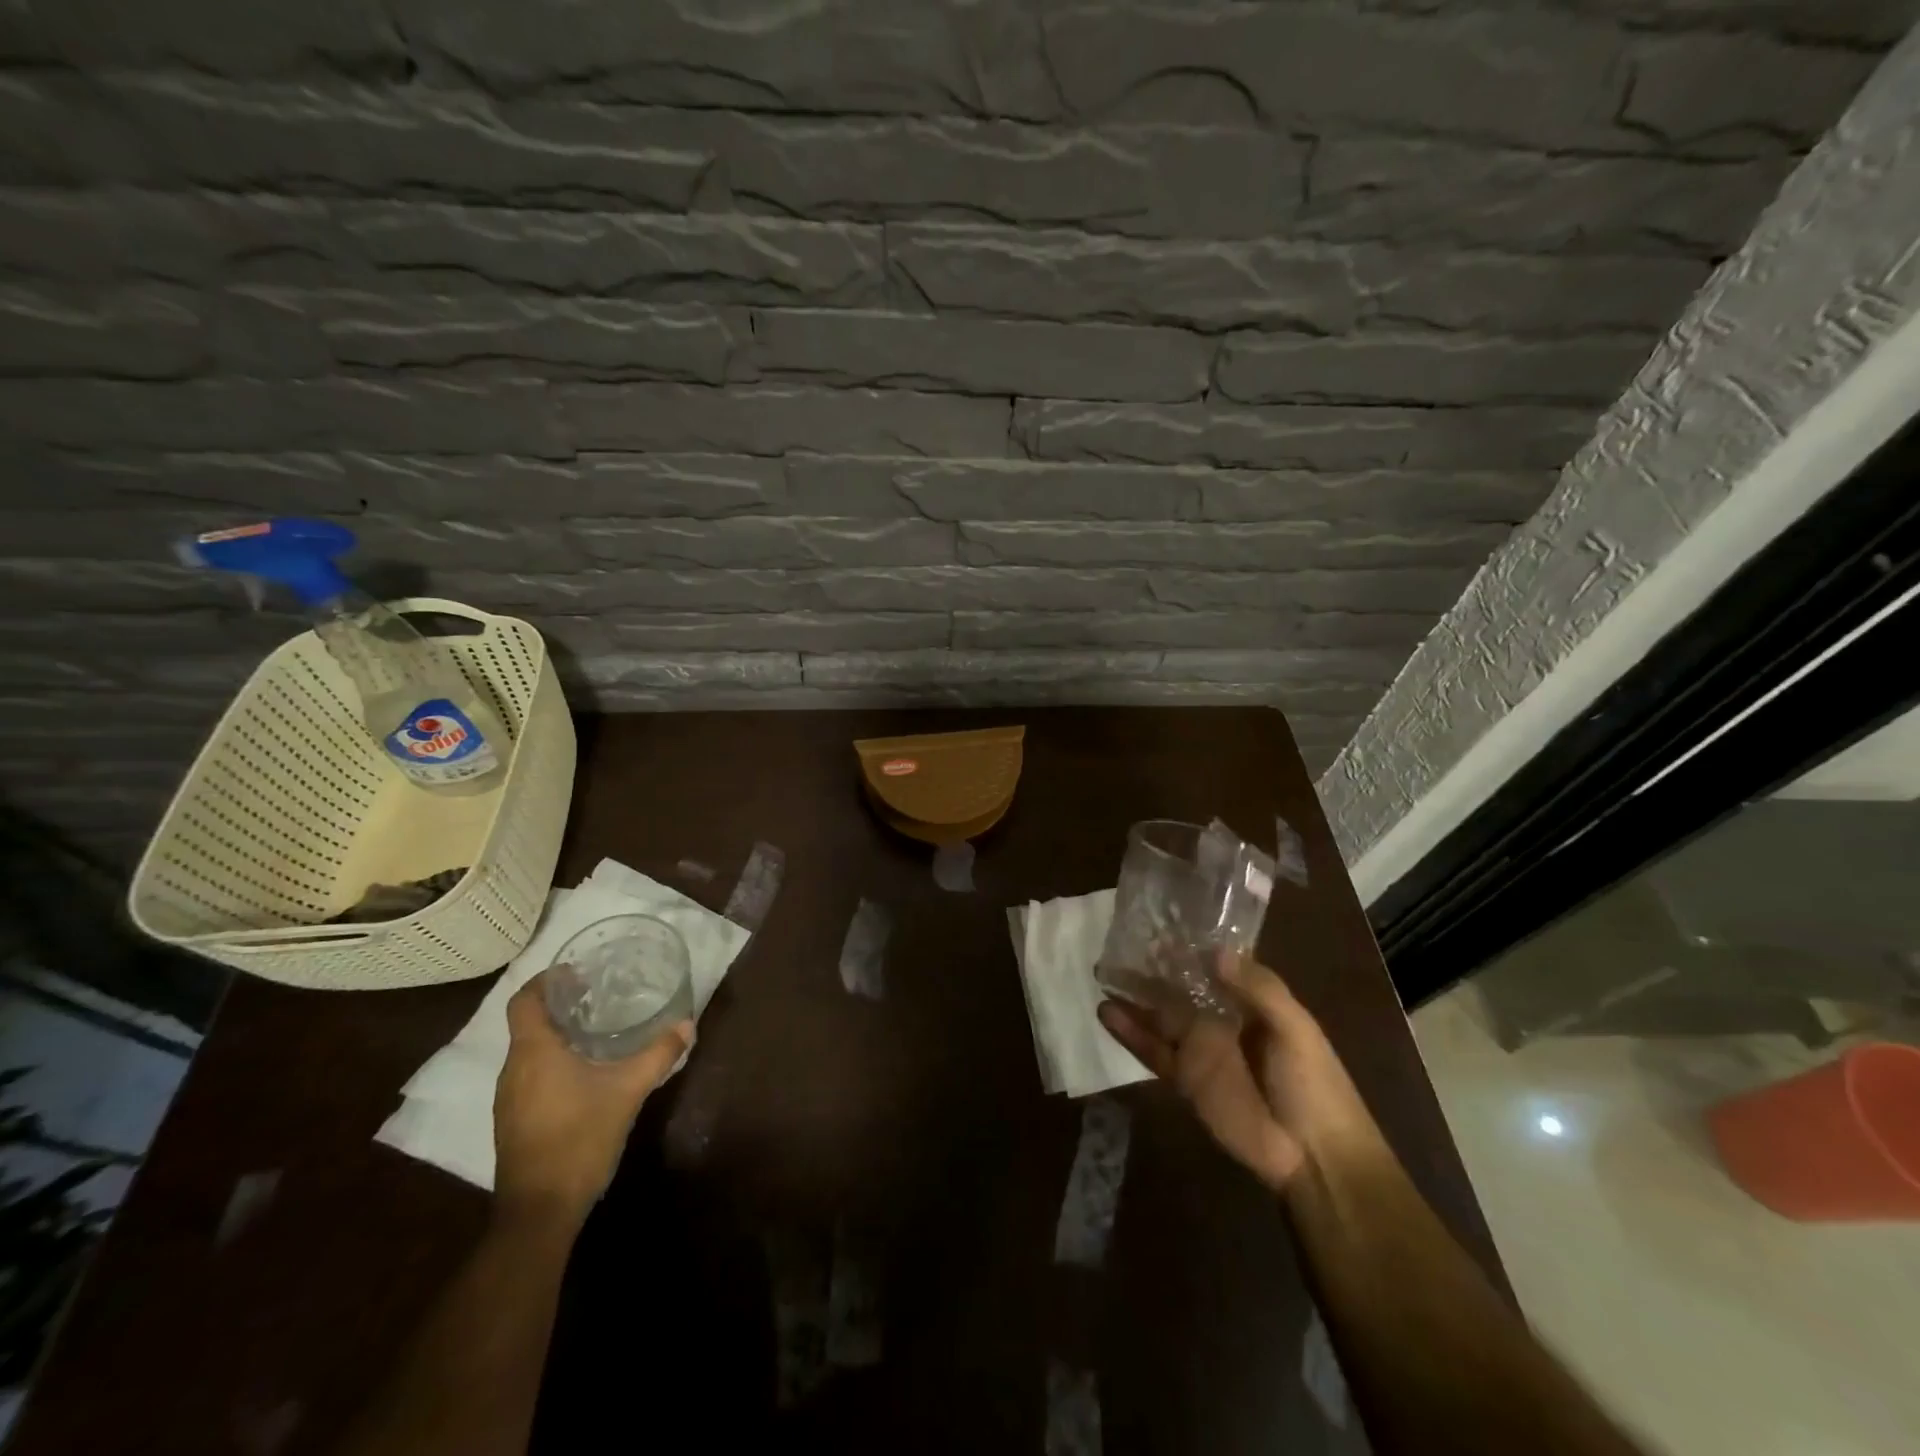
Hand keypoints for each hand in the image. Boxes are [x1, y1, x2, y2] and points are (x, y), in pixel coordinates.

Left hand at [493, 972, 691, 1226]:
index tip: (577, 972)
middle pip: (527, 1023)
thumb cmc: (579, 1138)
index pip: (524, 1000)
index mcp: (533, 1052)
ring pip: (529, 1051)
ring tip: (597, 1029)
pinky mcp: (514, 1121)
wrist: (540, 1212)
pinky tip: (585, 1072)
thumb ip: (658, 1054)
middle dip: (560, 1005)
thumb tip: (687, 1025)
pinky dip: (553, 1061)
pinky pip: (530, 1075)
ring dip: (557, 1035)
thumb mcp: (628, 1091)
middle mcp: (513, 1070)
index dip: (546, 980)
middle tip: (599, 995)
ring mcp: (509, 1099)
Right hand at [1098, 951, 1377, 1190]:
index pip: (1212, 965)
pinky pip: (1151, 1050)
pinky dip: (1129, 1032)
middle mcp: (1218, 1019)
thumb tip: (1215, 951)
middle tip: (1117, 942)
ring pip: (1158, 1015)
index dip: (1187, 946)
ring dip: (1132, 996)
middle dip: (1150, 967)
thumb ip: (1259, 989)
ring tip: (1101, 971)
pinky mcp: (1184, 1078)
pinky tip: (1105, 1012)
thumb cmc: (1315, 1084)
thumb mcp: (1295, 1028)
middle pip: (1178, 987)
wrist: (1315, 1156)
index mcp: (1249, 1002)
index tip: (1159, 921)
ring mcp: (1198, 1049)